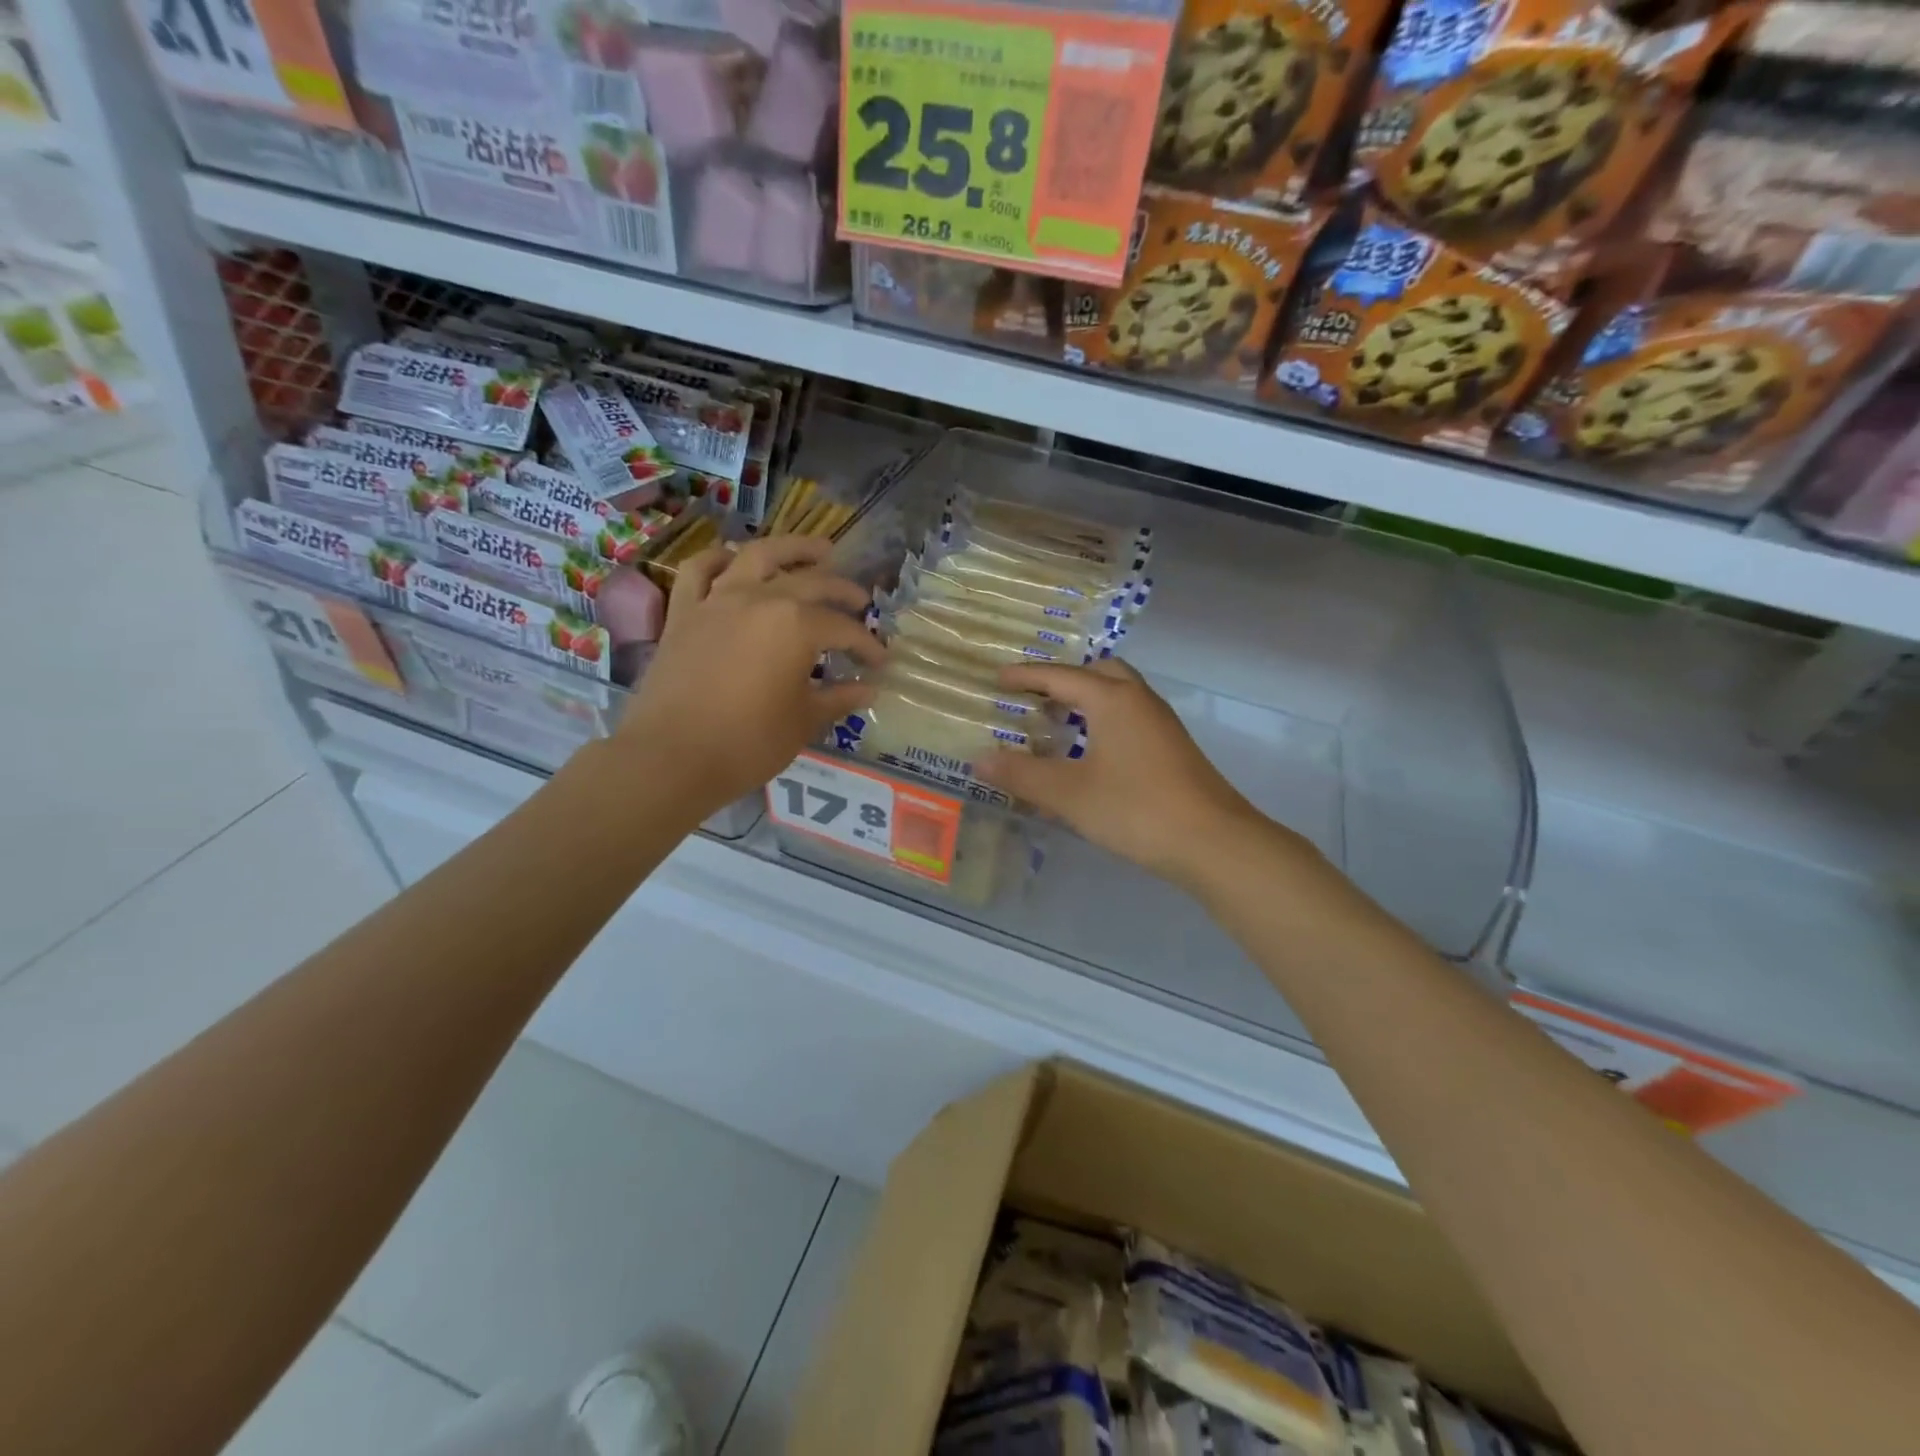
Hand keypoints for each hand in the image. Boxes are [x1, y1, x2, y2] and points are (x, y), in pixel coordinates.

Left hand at [618, 536, 880, 816]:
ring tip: (817, 550)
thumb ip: (838, 698)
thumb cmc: (748, 743)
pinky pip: (700, 570)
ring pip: (758, 556)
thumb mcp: (803, 722)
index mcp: (797, 625)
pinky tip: (734, 562)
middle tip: (861, 602)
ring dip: (792, 548)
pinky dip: (719, 559)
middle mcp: (760, 599)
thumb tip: (868, 690)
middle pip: (811, 582)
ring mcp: (717, 600)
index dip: (867, 645)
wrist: (671, 757)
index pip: (843, 629)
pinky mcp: (684, 612)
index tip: (880, 662)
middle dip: (843, 591)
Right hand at [978, 659, 1294, 887]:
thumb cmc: (1136, 809)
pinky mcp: (1173, 748)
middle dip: (1065, 680)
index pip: (1061, 676)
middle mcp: (1139, 701)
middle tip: (1035, 699)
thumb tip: (979, 759)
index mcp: (1113, 700)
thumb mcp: (1069, 795)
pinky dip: (1105, 721)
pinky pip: (1131, 717)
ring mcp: (1161, 724)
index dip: (1027, 677)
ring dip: (1088, 700)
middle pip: (1100, 672)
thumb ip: (1022, 775)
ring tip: (1058, 725)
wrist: (1213, 842)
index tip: (999, 679)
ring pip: (1120, 694)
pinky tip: (1092, 755)